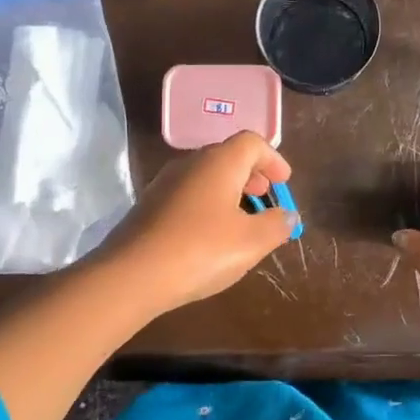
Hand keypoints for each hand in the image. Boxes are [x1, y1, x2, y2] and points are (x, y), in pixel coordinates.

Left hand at [86, 132, 298, 320]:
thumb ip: (277, 224)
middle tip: (265, 196)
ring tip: (241, 219)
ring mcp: (165, 183)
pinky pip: (188, 194)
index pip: (252, 143)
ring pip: (205, 176)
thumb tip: (288, 215)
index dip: (273, 159)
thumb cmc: (201, 250)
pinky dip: (207, 204)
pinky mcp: (148, 206)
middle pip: (227, 156)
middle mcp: (191, 163)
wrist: (130, 276)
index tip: (284, 181)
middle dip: (251, 174)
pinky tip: (210, 235)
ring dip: (228, 191)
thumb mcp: (251, 241)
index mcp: (219, 162)